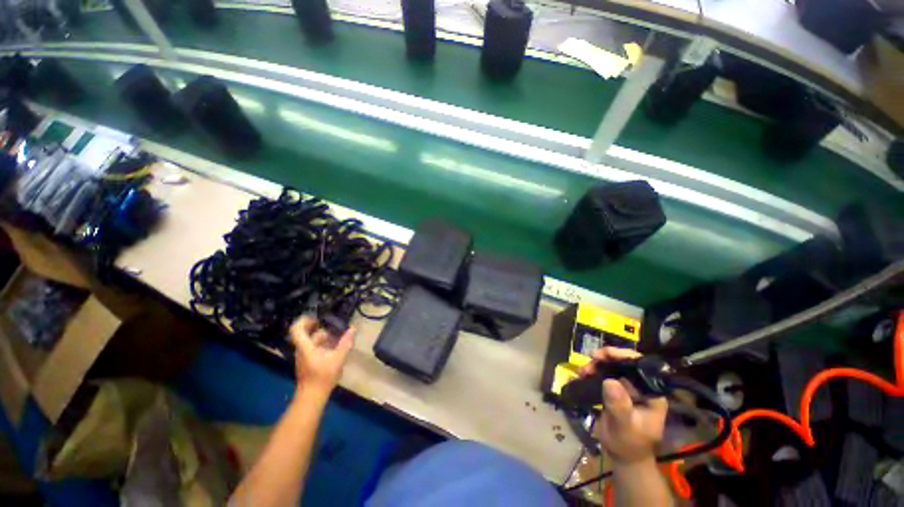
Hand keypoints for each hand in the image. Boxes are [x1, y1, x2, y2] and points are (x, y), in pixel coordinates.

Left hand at [288, 317, 354, 396]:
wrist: (312, 396)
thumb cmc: (323, 376)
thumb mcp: (338, 357)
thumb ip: (346, 342)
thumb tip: (353, 328)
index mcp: (305, 346)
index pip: (296, 329)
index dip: (305, 320)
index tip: (318, 318)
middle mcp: (301, 350)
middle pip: (305, 334)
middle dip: (319, 328)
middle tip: (332, 326)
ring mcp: (303, 357)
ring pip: (310, 342)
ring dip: (322, 337)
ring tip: (337, 337)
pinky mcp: (307, 363)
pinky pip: (312, 349)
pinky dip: (322, 345)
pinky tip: (334, 348)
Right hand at [580, 347, 667, 465]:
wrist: (622, 456)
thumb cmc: (629, 444)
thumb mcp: (625, 427)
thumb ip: (619, 406)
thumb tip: (609, 381)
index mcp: (652, 394)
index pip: (642, 367)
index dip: (625, 356)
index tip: (606, 354)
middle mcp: (641, 387)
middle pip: (625, 363)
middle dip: (607, 358)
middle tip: (592, 358)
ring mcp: (627, 388)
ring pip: (612, 366)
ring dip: (597, 364)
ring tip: (584, 371)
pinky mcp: (615, 390)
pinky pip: (604, 374)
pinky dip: (593, 371)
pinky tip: (582, 374)